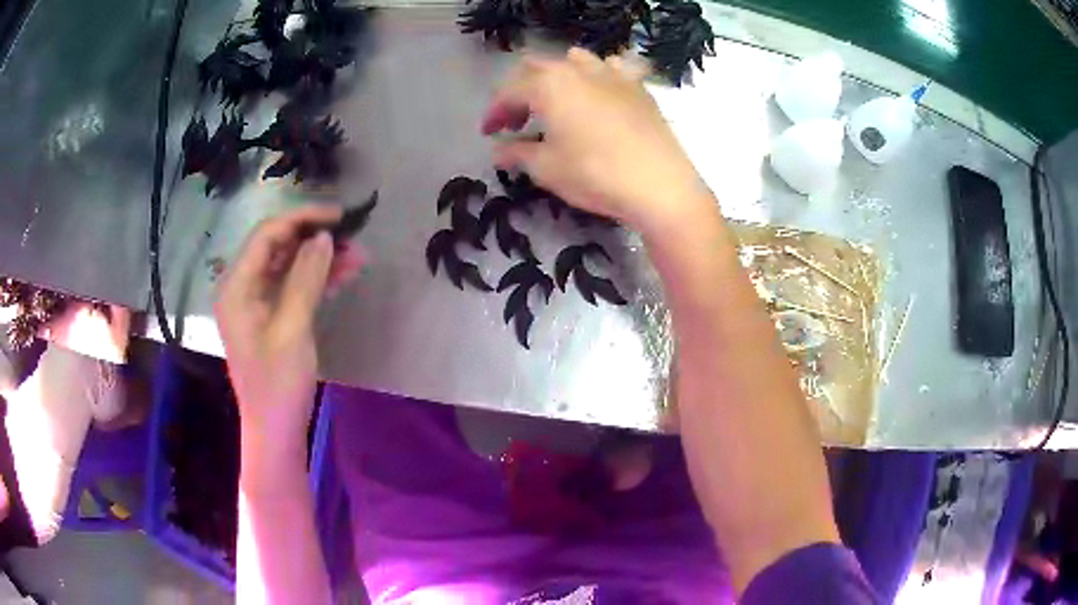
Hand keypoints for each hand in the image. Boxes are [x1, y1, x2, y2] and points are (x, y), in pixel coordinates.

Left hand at [215, 206, 361, 467]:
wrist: (275, 432)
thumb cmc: (278, 385)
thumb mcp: (292, 329)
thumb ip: (305, 279)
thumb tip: (323, 237)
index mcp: (236, 286)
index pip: (267, 235)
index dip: (301, 219)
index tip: (338, 216)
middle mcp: (242, 288)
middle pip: (277, 247)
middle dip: (314, 239)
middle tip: (353, 238)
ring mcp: (255, 303)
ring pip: (288, 266)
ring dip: (320, 259)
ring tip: (358, 257)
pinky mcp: (270, 318)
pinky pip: (292, 287)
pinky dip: (316, 280)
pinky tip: (343, 276)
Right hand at [483, 48, 710, 234]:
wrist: (660, 185)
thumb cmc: (595, 175)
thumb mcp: (547, 168)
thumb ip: (517, 153)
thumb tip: (499, 151)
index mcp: (548, 85)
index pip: (508, 92)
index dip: (494, 112)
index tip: (489, 134)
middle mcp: (578, 70)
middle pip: (537, 68)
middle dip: (520, 91)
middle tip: (518, 120)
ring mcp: (612, 74)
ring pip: (574, 60)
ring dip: (557, 77)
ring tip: (557, 103)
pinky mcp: (638, 87)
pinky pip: (612, 68)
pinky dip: (598, 76)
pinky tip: (599, 94)